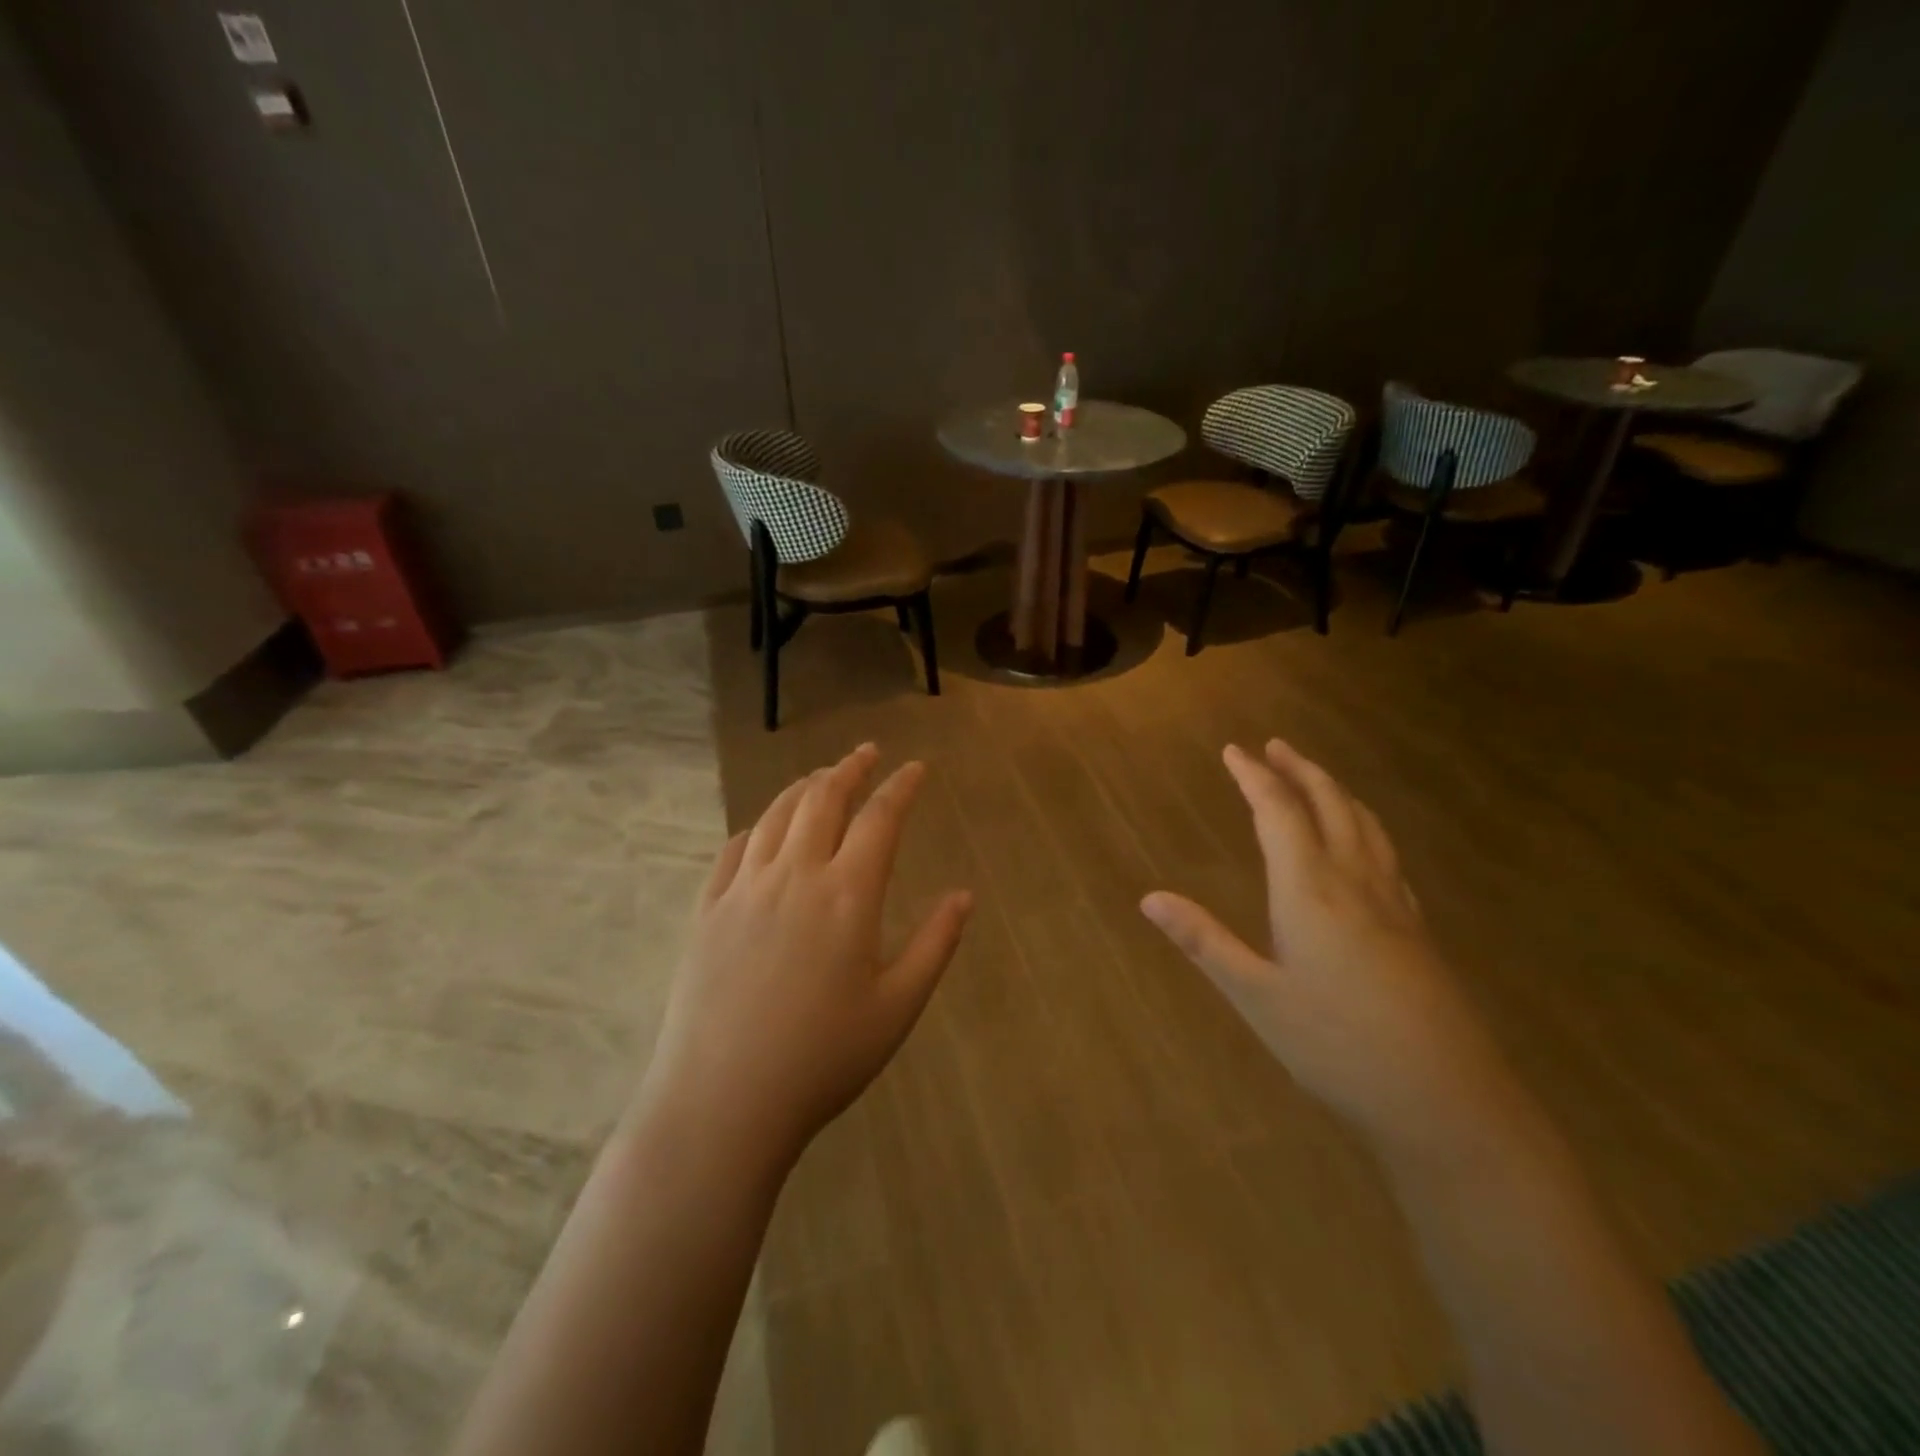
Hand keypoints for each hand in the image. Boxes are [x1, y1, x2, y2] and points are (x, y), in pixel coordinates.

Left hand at [641, 744, 972, 1167]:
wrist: (724, 1101)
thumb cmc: (823, 1058)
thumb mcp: (897, 1007)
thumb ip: (935, 944)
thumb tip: (964, 895)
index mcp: (847, 895)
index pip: (879, 818)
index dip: (901, 787)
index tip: (916, 768)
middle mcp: (795, 875)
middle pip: (823, 800)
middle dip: (849, 769)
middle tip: (866, 753)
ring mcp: (744, 889)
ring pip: (776, 815)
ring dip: (804, 787)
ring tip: (822, 777)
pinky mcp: (708, 910)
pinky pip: (734, 849)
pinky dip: (757, 825)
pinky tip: (765, 828)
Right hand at [1141, 739, 1511, 1149]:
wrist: (1446, 1100)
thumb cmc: (1337, 1046)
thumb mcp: (1256, 997)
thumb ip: (1204, 942)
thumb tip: (1149, 898)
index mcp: (1310, 890)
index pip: (1278, 812)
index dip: (1254, 777)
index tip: (1233, 750)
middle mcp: (1355, 882)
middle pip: (1330, 804)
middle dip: (1299, 770)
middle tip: (1274, 746)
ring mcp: (1394, 903)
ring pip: (1365, 824)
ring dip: (1335, 790)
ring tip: (1314, 777)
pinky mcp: (1417, 928)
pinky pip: (1386, 853)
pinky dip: (1364, 826)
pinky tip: (1363, 843)